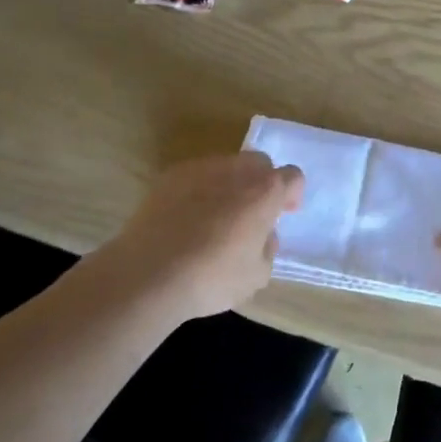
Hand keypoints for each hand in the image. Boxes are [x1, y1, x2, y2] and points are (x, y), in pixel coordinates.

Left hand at [100, 152, 304, 322]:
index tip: (283, 213)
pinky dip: (199, 190)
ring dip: (230, 185)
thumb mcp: (256, 276)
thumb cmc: (211, 277)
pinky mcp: (170, 176)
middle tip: (251, 213)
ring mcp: (201, 168)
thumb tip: (262, 235)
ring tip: (215, 217)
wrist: (148, 274)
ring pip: (226, 166)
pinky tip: (186, 219)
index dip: (292, 194)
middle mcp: (237, 170)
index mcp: (265, 191)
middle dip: (261, 183)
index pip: (293, 176)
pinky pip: (196, 176)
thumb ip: (268, 248)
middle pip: (260, 163)